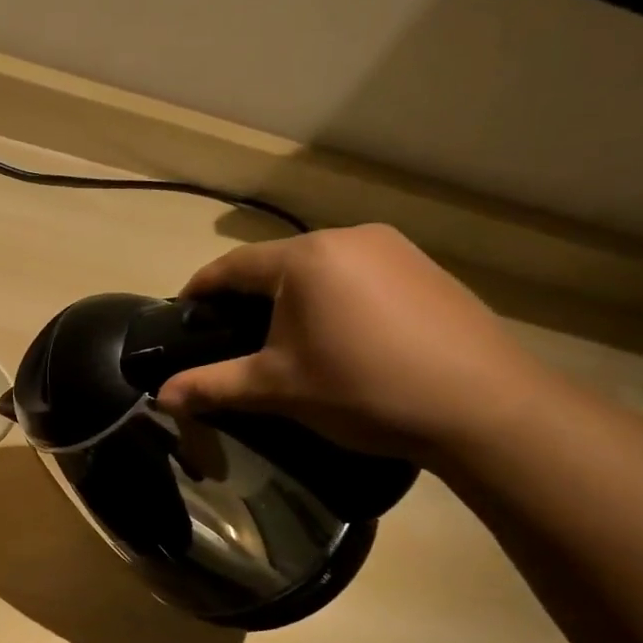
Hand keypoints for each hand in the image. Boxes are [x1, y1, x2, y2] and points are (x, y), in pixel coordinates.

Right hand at [156, 224, 562, 461]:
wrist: (481, 405)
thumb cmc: (362, 388)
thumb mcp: (276, 389)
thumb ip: (212, 386)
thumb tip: (161, 397)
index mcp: (305, 259)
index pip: (232, 267)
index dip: (200, 290)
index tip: (182, 315)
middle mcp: (348, 237)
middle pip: (276, 265)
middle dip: (246, 297)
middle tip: (229, 337)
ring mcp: (393, 249)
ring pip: (319, 269)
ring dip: (291, 299)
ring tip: (283, 340)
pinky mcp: (424, 269)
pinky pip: (357, 276)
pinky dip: (332, 300)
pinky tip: (339, 337)